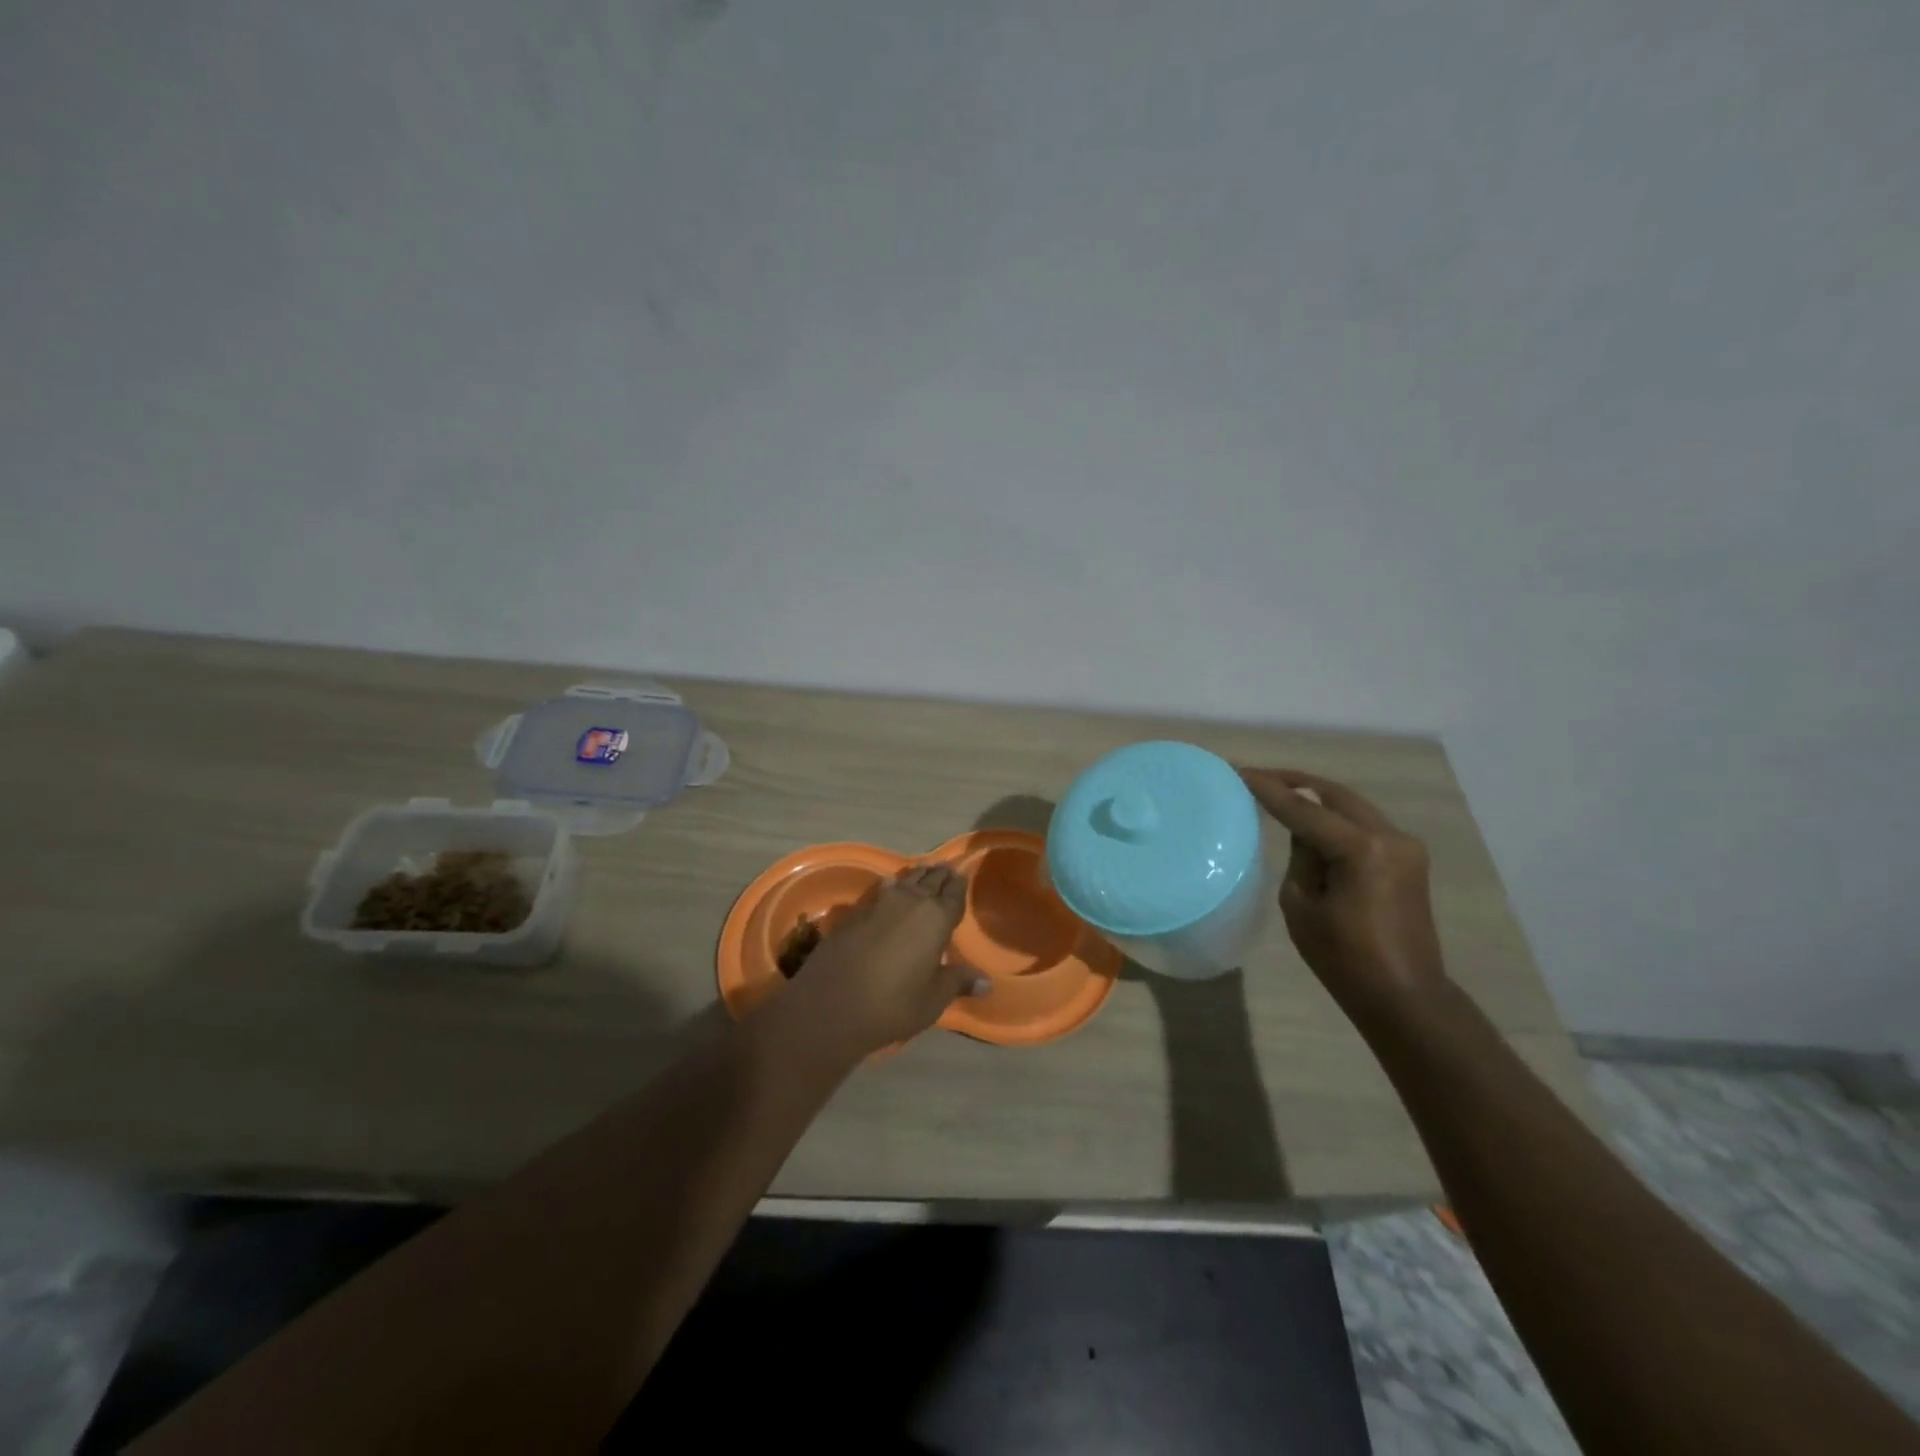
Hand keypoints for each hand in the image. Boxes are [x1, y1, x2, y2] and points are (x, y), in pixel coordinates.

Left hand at [782, 865, 989, 1058]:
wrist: (832, 1004)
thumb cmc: (893, 1004)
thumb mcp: (932, 999)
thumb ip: (958, 982)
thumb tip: (987, 983)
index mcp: (936, 919)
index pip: (953, 895)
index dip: (958, 885)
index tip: (961, 876)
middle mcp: (910, 902)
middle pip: (929, 881)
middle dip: (939, 875)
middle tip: (946, 869)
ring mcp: (880, 903)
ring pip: (905, 880)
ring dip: (916, 876)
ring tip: (923, 872)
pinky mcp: (855, 911)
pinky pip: (881, 890)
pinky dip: (892, 886)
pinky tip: (890, 887)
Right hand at [1240, 768, 1446, 1014]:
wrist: (1405, 997)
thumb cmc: (1344, 959)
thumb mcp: (1301, 906)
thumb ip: (1300, 858)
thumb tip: (1303, 834)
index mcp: (1362, 850)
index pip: (1305, 809)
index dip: (1269, 790)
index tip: (1239, 771)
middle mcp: (1390, 837)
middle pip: (1335, 795)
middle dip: (1296, 782)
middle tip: (1258, 777)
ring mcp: (1405, 846)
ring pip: (1352, 806)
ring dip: (1317, 798)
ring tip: (1279, 792)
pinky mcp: (1408, 859)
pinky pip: (1363, 824)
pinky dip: (1335, 817)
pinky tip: (1311, 820)